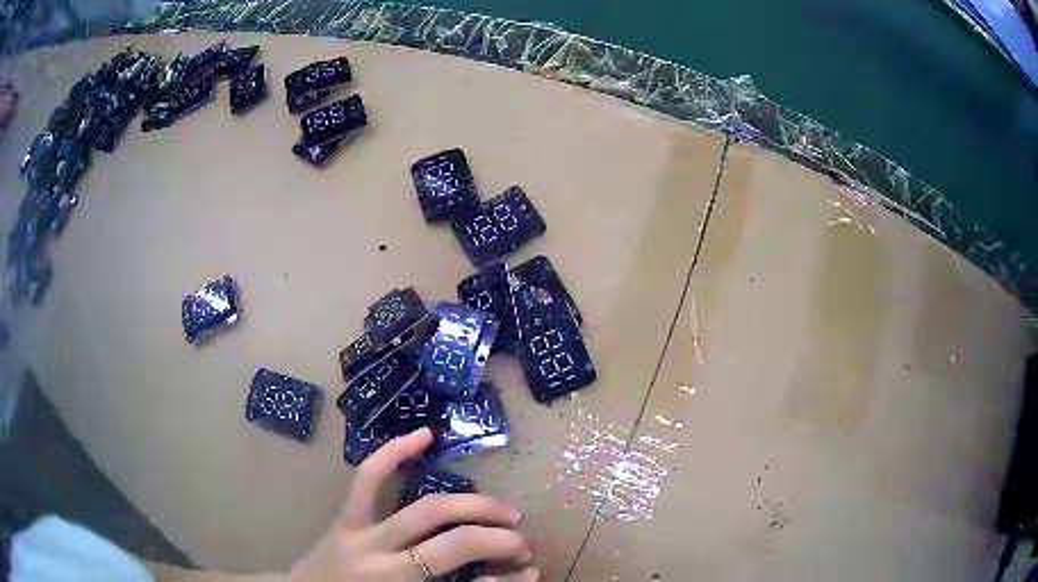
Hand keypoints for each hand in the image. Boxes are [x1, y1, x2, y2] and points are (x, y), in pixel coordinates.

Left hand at [290, 427, 538, 580]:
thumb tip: (504, 577)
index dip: (507, 579)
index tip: (530, 570)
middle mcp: (384, 564)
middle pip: (453, 543)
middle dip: (497, 538)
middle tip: (523, 540)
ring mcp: (361, 535)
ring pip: (425, 510)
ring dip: (471, 506)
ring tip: (503, 509)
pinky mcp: (344, 518)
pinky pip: (368, 479)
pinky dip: (394, 454)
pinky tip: (425, 435)